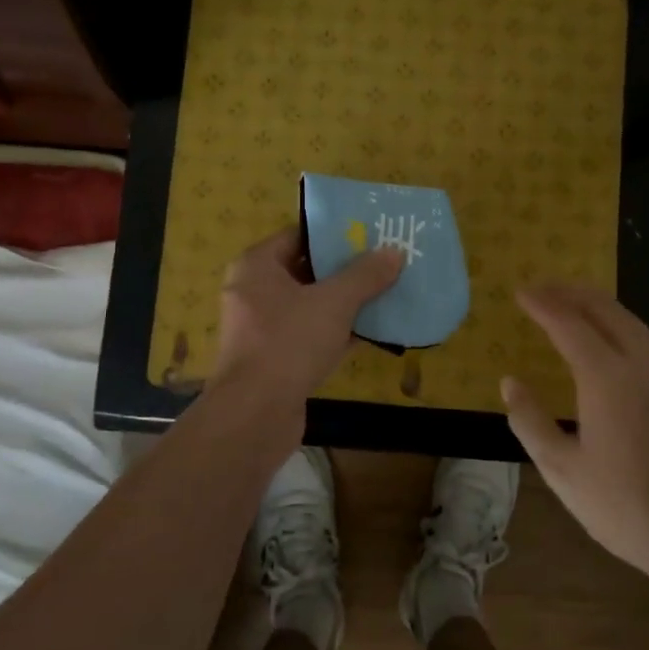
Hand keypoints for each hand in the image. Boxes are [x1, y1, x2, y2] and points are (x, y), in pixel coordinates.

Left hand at [214, 228, 402, 411]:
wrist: (254, 415)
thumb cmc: (288, 342)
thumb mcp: (334, 302)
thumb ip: (364, 275)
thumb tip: (394, 253)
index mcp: (257, 266)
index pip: (298, 236)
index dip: (333, 234)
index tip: (368, 234)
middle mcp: (254, 292)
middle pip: (306, 271)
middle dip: (345, 269)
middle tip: (384, 262)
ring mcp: (263, 329)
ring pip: (311, 306)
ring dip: (345, 302)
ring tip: (386, 292)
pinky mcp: (275, 360)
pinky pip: (311, 335)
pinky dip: (338, 332)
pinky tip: (374, 332)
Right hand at [502, 284, 648, 589]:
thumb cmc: (625, 508)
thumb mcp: (562, 471)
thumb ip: (531, 422)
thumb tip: (510, 382)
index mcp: (607, 379)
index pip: (569, 325)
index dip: (543, 305)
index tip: (521, 292)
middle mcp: (642, 366)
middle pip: (607, 311)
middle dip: (572, 293)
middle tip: (544, 288)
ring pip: (634, 324)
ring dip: (600, 306)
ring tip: (574, 305)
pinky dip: (622, 328)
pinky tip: (612, 345)